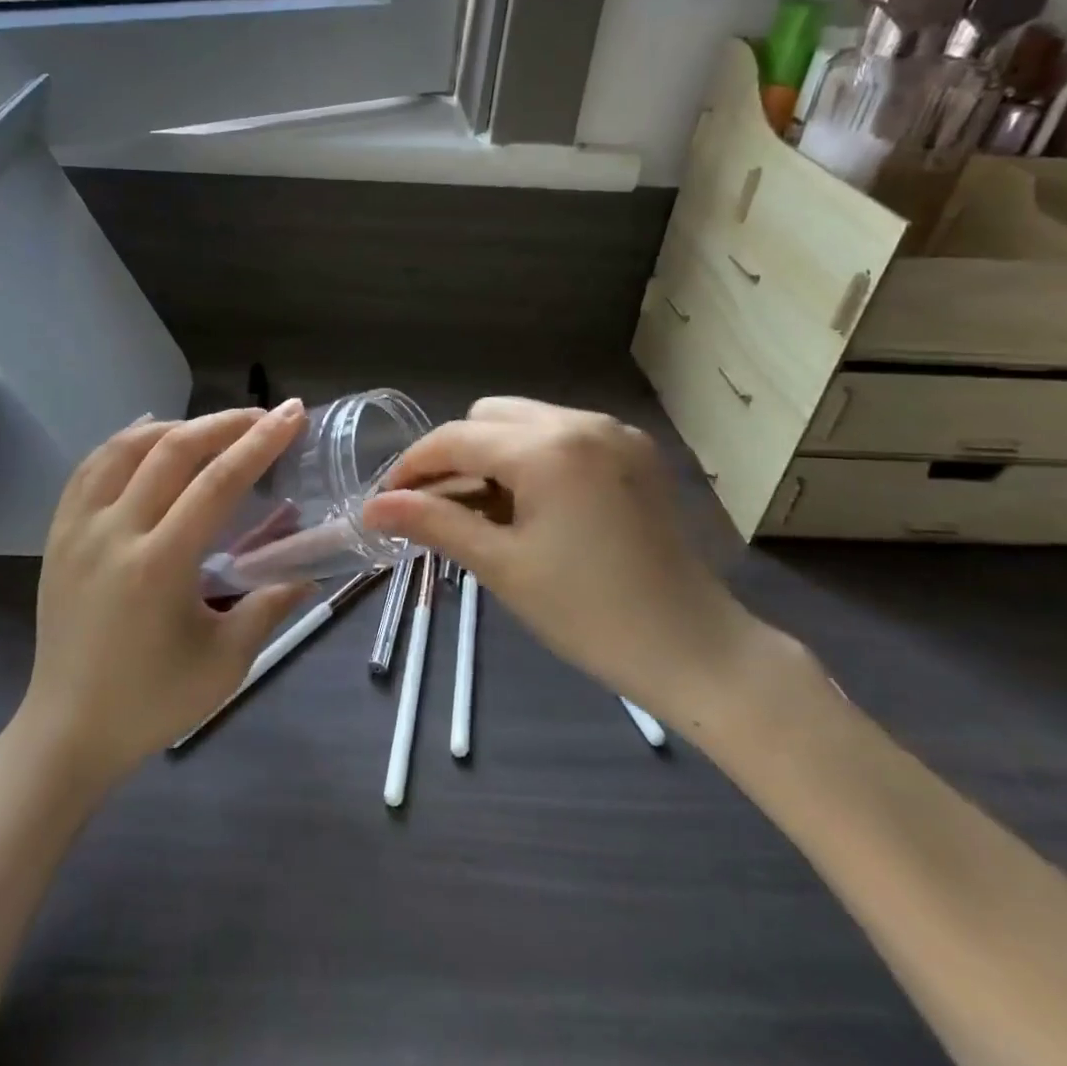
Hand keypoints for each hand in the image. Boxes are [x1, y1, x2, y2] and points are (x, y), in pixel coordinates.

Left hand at [20, 401, 315, 784]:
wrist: (68, 731)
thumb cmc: (152, 702)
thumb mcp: (226, 662)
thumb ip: (270, 606)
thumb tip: (309, 572)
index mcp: (159, 565)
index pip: (218, 482)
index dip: (260, 443)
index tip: (291, 415)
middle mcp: (114, 533)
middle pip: (172, 451)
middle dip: (225, 423)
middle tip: (263, 415)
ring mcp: (78, 530)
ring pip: (125, 448)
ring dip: (176, 427)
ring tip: (213, 428)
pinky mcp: (58, 535)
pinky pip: (89, 469)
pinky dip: (123, 442)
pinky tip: (148, 435)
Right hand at [362, 398, 763, 721]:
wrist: (694, 648)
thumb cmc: (589, 614)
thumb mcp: (502, 567)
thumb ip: (433, 524)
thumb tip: (372, 508)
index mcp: (548, 448)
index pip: (456, 438)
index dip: (412, 466)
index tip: (386, 501)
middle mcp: (581, 422)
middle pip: (487, 417)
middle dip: (454, 456)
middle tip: (439, 509)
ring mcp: (614, 432)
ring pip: (525, 421)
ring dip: (492, 455)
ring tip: (483, 511)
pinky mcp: (634, 451)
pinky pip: (562, 435)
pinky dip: (532, 458)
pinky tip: (530, 505)